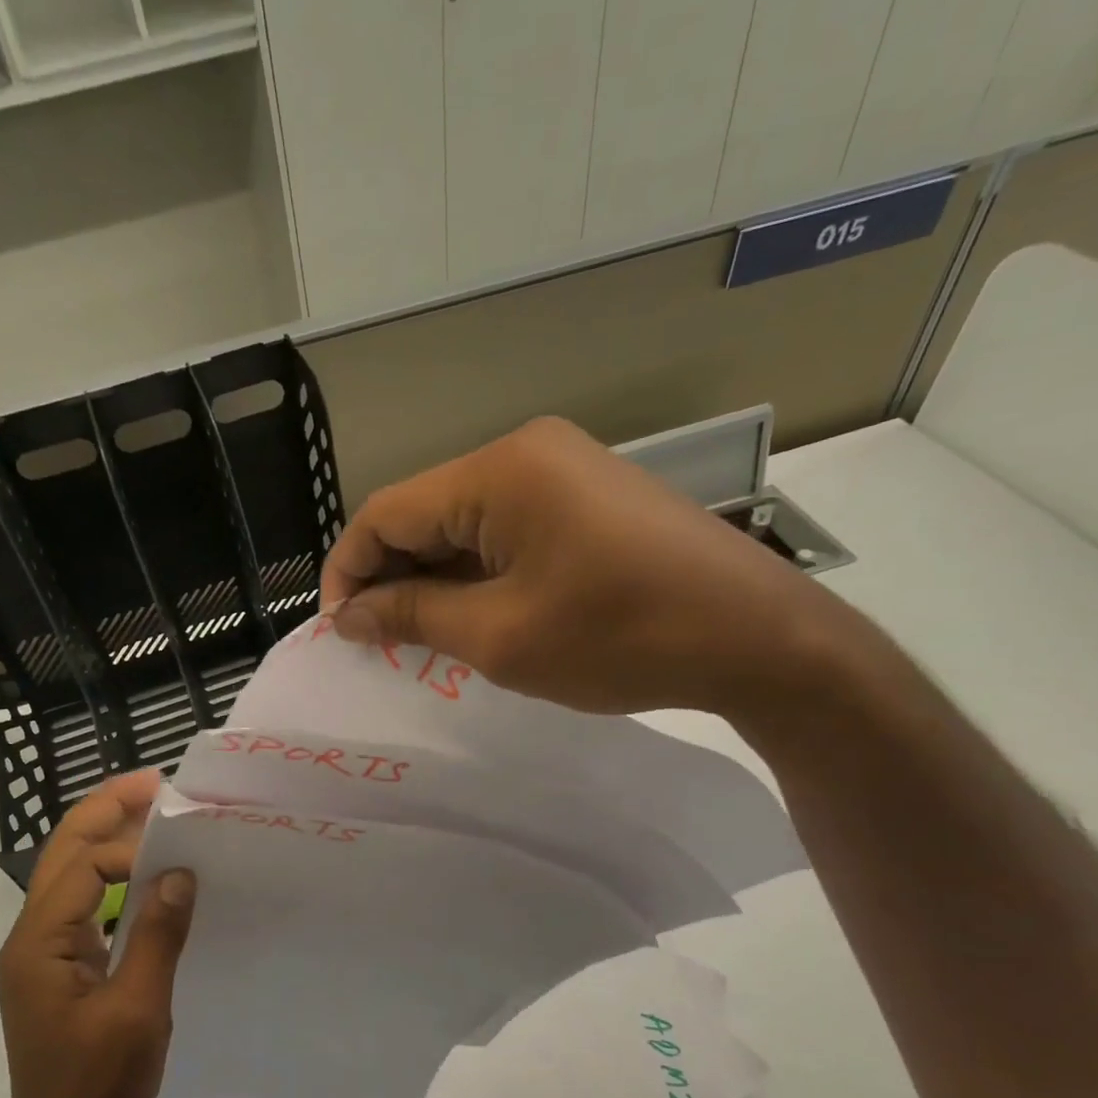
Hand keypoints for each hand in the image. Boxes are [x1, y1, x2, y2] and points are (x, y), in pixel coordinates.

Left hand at [0, 770, 196, 1097]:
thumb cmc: (98, 1087)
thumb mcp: (138, 1010)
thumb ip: (157, 935)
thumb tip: (180, 872)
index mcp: (39, 942)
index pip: (83, 864)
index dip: (132, 849)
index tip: (182, 856)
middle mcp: (30, 936)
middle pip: (64, 851)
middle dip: (107, 809)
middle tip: (157, 781)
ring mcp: (40, 952)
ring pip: (70, 872)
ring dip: (109, 837)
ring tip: (154, 813)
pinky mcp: (57, 968)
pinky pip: (83, 902)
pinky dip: (112, 875)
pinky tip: (145, 875)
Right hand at [319, 416, 864, 725]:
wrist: (758, 639)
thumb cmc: (620, 637)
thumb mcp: (499, 637)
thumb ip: (411, 617)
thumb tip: (349, 614)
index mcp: (498, 472)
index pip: (386, 512)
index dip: (349, 571)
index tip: (339, 631)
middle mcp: (525, 452)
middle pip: (425, 514)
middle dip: (393, 579)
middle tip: (380, 644)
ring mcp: (563, 471)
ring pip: (464, 525)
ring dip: (435, 580)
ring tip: (425, 640)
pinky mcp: (588, 499)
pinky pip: (507, 532)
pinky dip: (478, 574)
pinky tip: (477, 617)